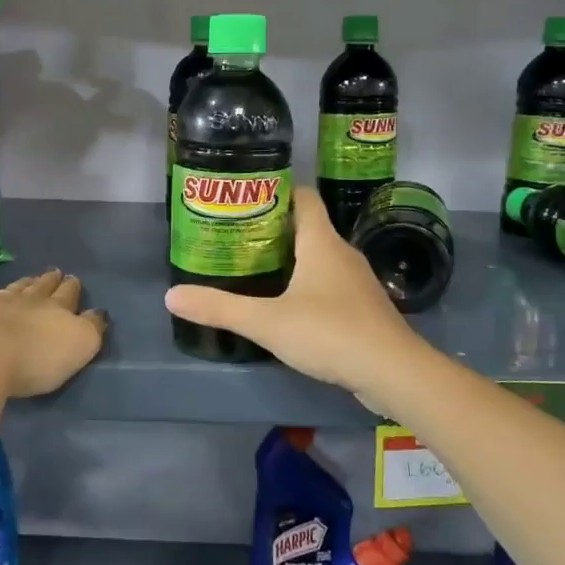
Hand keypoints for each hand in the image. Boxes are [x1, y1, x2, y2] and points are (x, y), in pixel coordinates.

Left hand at [0, 269, 106, 398]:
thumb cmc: (35, 359)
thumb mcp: (79, 347)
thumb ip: (91, 329)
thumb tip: (97, 313)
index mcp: (57, 309)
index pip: (68, 294)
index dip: (72, 288)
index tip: (73, 279)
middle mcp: (27, 300)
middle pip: (42, 287)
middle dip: (50, 281)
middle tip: (55, 273)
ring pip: (14, 289)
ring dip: (24, 284)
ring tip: (29, 280)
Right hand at [164, 188, 427, 403]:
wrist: (394, 372)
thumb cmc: (330, 333)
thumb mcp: (266, 322)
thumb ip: (219, 308)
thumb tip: (171, 296)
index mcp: (322, 242)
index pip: (303, 197)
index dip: (276, 192)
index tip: (246, 199)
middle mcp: (343, 253)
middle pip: (308, 227)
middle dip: (274, 229)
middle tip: (238, 238)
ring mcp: (358, 282)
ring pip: (320, 257)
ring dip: (292, 259)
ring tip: (256, 270)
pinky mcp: (364, 308)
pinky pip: (331, 284)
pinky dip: (309, 286)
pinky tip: (290, 306)